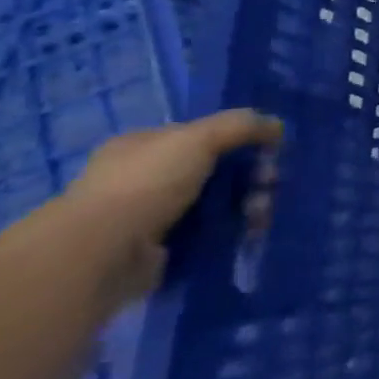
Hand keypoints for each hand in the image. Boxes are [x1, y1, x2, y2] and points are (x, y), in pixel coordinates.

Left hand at [53, 110, 281, 303]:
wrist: (102, 254)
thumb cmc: (146, 184)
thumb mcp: (198, 138)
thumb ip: (241, 125)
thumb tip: (276, 125)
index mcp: (143, 146)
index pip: (201, 135)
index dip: (240, 139)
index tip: (270, 150)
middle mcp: (145, 178)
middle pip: (216, 170)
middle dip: (250, 176)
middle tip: (270, 184)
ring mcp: (152, 216)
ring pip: (218, 203)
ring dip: (247, 205)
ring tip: (260, 215)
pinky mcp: (163, 249)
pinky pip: (210, 233)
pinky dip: (233, 232)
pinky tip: (248, 233)